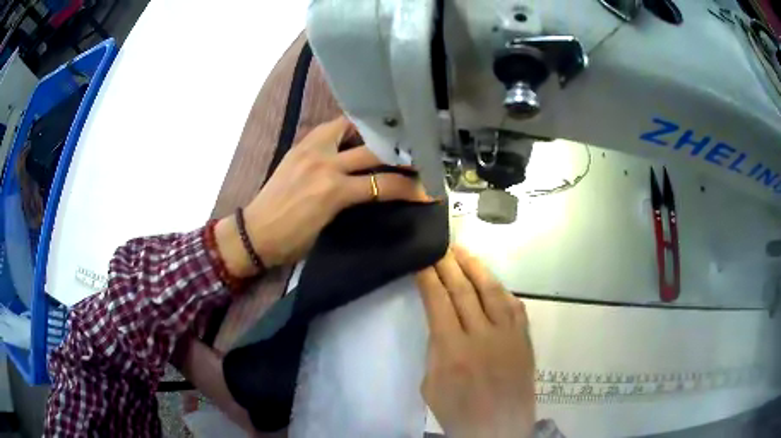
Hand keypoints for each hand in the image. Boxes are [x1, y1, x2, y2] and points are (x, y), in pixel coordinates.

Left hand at [216, 116, 424, 276]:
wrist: (254, 232)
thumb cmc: (291, 241)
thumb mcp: (328, 228)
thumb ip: (352, 204)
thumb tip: (376, 193)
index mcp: (333, 191)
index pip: (384, 183)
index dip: (411, 188)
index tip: (429, 190)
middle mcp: (325, 163)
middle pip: (374, 151)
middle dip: (400, 154)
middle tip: (418, 155)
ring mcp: (310, 150)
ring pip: (351, 128)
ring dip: (372, 133)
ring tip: (389, 137)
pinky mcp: (299, 146)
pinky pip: (330, 129)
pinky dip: (347, 130)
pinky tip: (357, 135)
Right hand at [416, 247, 535, 437]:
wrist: (499, 429)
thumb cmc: (459, 413)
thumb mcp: (431, 386)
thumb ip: (436, 351)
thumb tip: (442, 324)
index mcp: (453, 351)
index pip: (439, 303)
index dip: (430, 279)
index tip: (422, 261)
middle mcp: (482, 336)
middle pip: (464, 291)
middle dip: (450, 266)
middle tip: (441, 247)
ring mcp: (508, 335)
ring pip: (493, 292)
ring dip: (477, 269)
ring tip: (464, 252)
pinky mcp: (524, 339)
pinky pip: (515, 307)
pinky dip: (501, 290)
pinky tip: (492, 281)